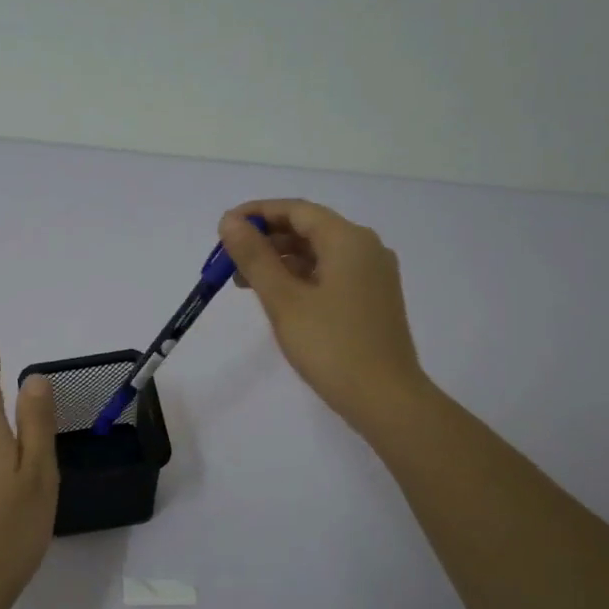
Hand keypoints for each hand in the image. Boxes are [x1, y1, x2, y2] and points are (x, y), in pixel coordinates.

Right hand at [218, 200, 430, 435]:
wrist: (385, 398)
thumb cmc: (331, 346)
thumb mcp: (284, 300)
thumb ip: (255, 257)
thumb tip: (230, 222)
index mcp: (348, 239)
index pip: (296, 210)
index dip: (257, 213)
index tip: (224, 229)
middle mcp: (365, 248)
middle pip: (308, 229)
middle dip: (266, 240)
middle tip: (228, 262)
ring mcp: (372, 275)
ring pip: (318, 253)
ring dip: (280, 261)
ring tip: (244, 282)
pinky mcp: (371, 299)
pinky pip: (330, 274)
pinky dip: (300, 278)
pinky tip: (276, 297)